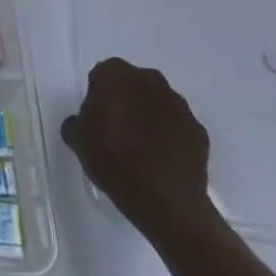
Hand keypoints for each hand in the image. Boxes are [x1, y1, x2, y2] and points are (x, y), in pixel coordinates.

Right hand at [60, 58, 215, 242]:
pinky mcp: (199, 131)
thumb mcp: (78, 141)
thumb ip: (76, 122)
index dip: (98, 93)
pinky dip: (170, 136)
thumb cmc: (113, 161)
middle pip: (133, 84)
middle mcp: (151, 81)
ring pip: (158, 103)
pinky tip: (161, 159)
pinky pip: (178, 127)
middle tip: (116, 128)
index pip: (103, 73)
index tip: (96, 116)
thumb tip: (82, 122)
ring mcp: (179, 106)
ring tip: (141, 147)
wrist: (166, 201)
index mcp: (117, 76)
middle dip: (126, 99)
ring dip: (149, 116)